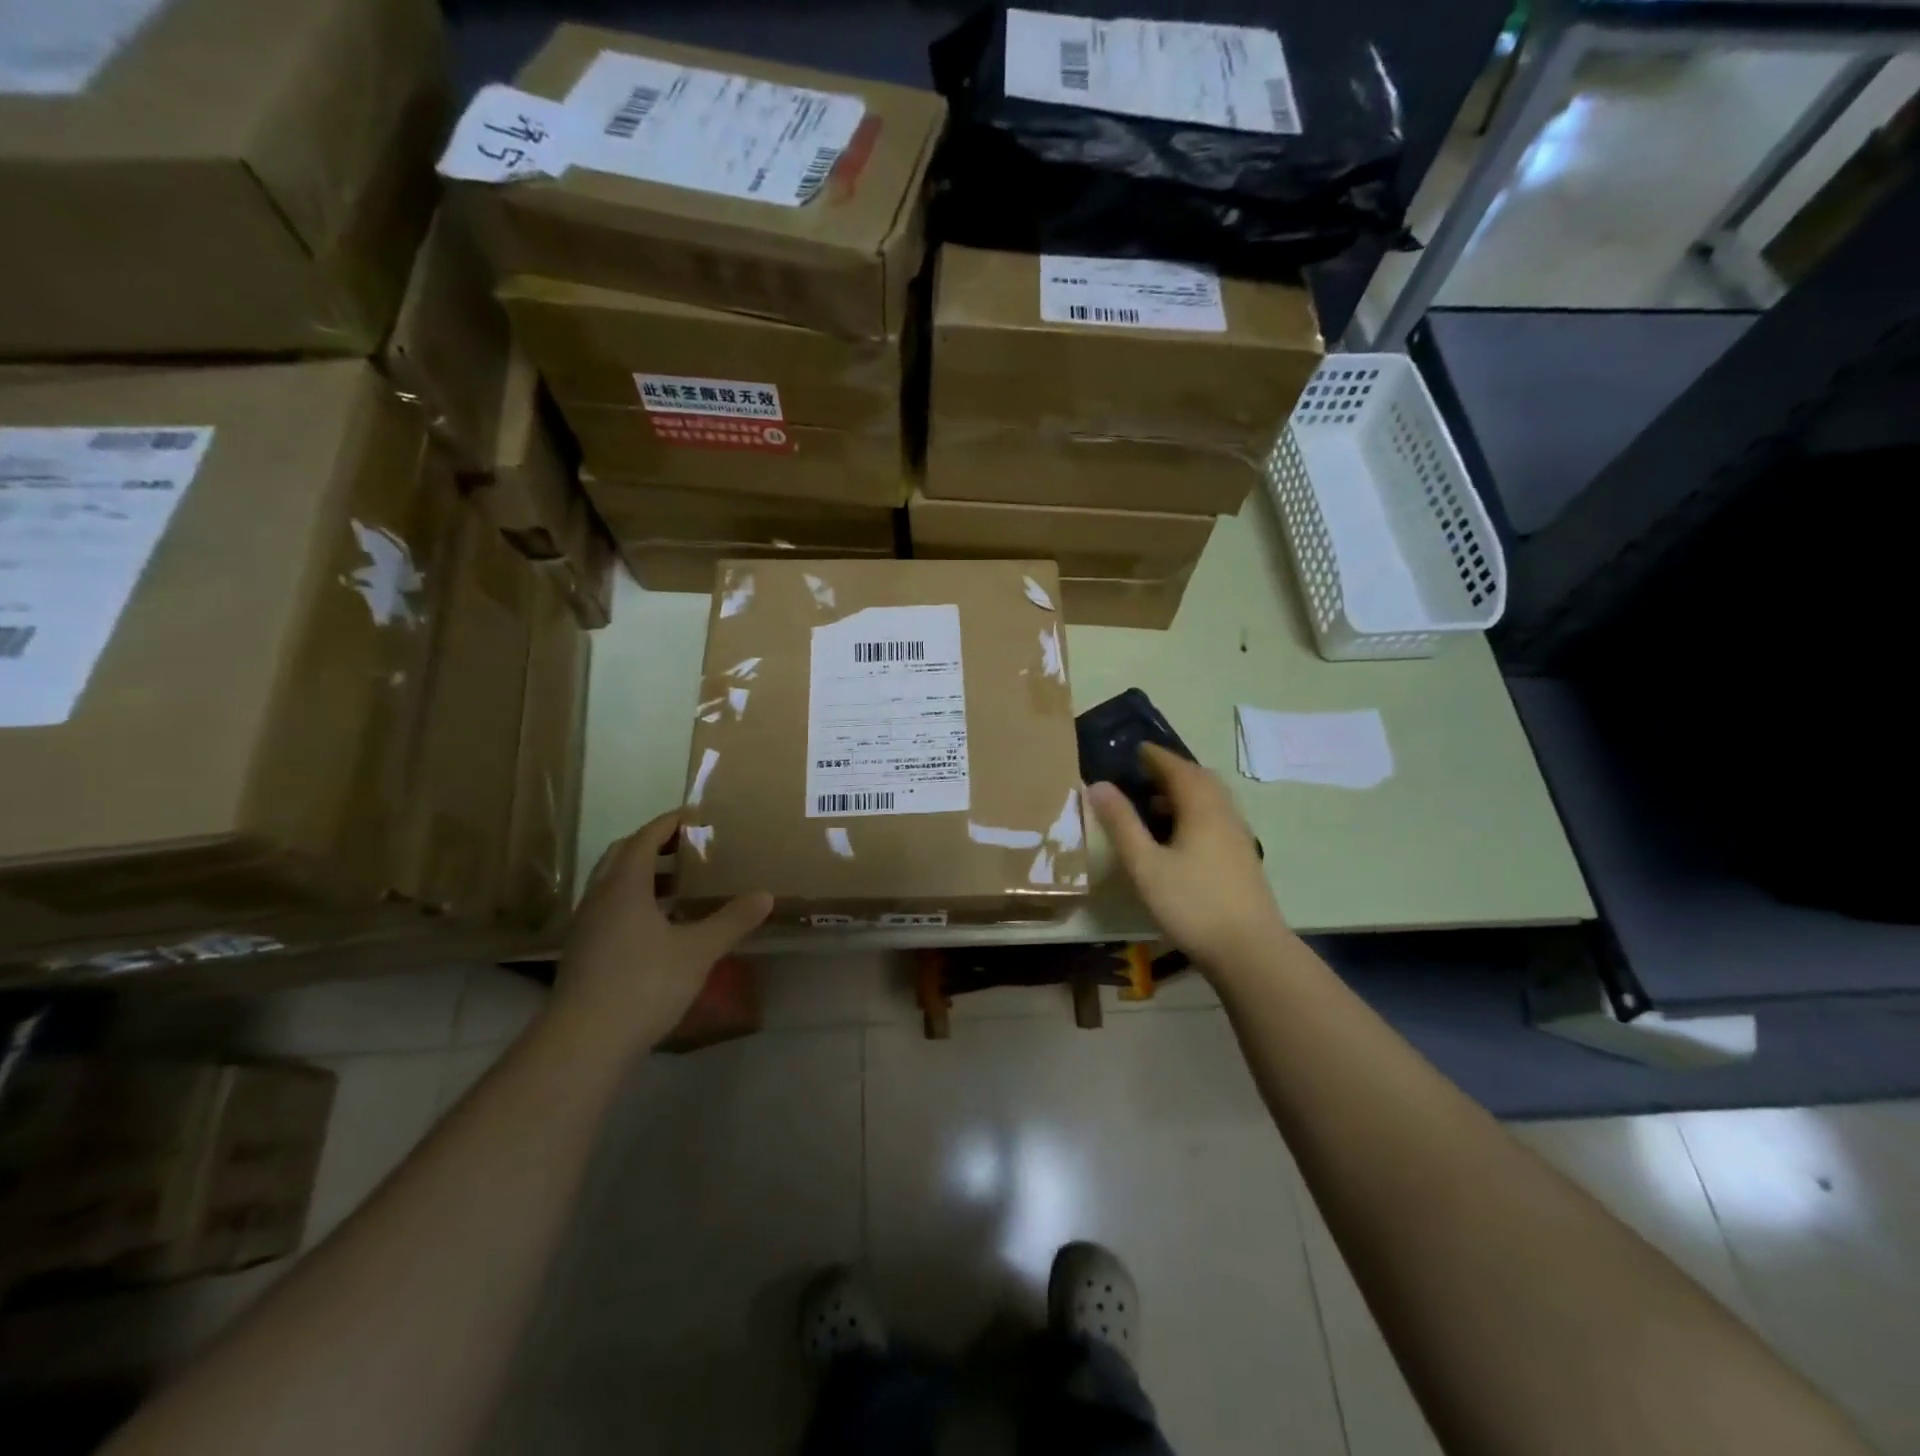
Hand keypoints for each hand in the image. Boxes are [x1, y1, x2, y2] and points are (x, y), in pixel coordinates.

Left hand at [548, 810, 771, 1052]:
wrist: (584, 1042)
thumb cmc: (643, 984)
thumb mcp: (698, 951)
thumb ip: (731, 920)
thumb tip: (765, 895)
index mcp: (624, 886)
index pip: (644, 838)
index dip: (669, 823)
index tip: (695, 815)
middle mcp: (599, 897)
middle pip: (622, 855)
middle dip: (653, 845)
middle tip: (687, 846)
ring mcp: (586, 926)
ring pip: (612, 884)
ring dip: (642, 875)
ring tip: (678, 884)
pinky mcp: (583, 952)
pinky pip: (609, 909)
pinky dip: (633, 901)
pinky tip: (658, 925)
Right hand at [1087, 745, 1288, 973]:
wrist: (1250, 950)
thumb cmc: (1192, 903)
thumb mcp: (1145, 865)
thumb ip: (1121, 823)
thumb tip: (1098, 784)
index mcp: (1202, 808)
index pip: (1177, 768)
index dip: (1155, 756)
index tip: (1135, 749)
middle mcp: (1224, 814)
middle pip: (1200, 779)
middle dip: (1172, 771)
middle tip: (1144, 773)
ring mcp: (1238, 837)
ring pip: (1212, 800)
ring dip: (1185, 792)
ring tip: (1155, 804)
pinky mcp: (1242, 858)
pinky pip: (1217, 818)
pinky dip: (1195, 812)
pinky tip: (1179, 838)